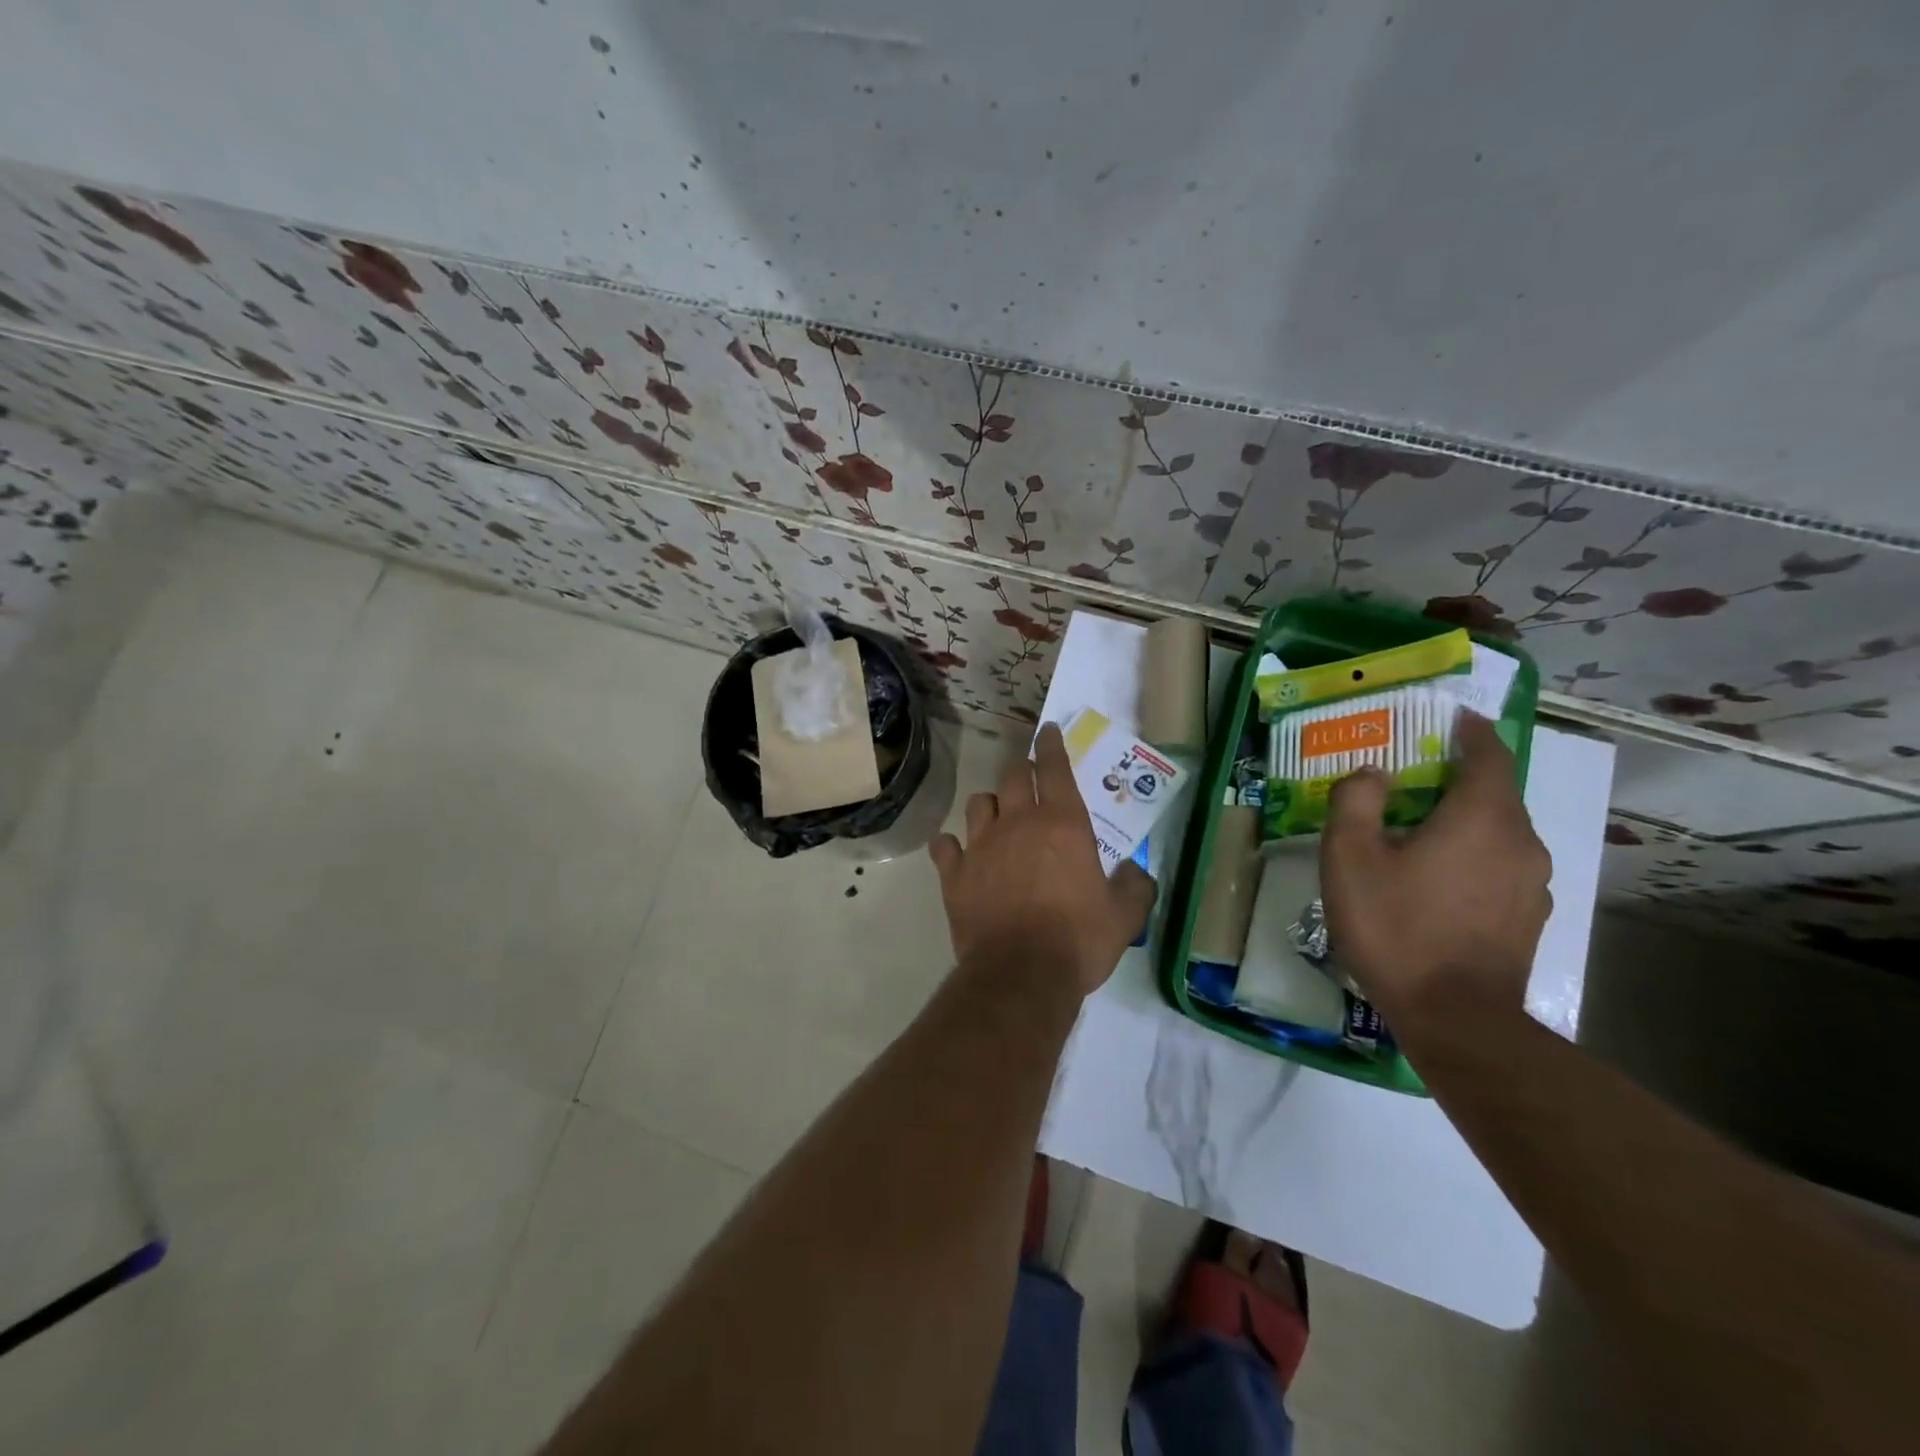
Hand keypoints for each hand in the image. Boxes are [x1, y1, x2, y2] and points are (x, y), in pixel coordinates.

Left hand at [930, 724, 1157, 997]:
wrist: (1021, 976)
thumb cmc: (1078, 940)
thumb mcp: (1125, 916)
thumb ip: (1135, 885)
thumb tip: (1135, 871)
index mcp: (1062, 823)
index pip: (1053, 767)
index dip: (1050, 744)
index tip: (1047, 731)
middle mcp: (1017, 823)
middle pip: (1012, 777)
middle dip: (1021, 773)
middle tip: (1028, 782)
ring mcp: (980, 846)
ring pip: (978, 804)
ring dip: (989, 806)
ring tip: (996, 819)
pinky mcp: (954, 874)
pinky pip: (945, 845)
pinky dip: (951, 846)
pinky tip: (957, 854)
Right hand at [1318, 713, 1552, 1034]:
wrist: (1455, 1018)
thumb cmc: (1396, 927)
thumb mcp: (1350, 858)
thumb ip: (1356, 801)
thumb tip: (1373, 773)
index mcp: (1482, 818)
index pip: (1490, 754)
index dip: (1473, 731)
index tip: (1453, 717)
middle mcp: (1521, 841)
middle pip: (1497, 792)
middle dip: (1461, 776)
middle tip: (1417, 775)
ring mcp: (1532, 882)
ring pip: (1501, 831)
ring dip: (1467, 818)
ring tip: (1424, 828)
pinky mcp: (1529, 916)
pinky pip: (1502, 864)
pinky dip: (1475, 853)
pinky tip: (1441, 877)